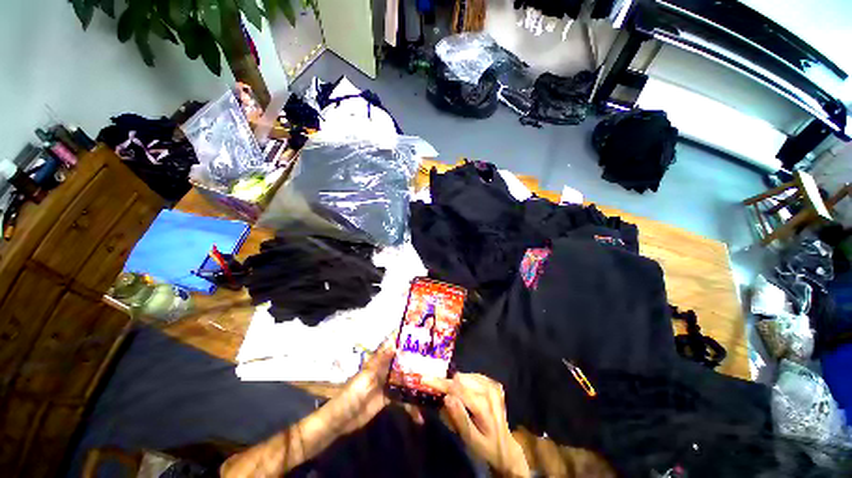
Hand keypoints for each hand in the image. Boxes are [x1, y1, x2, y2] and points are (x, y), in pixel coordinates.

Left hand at [323, 337, 423, 435]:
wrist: (342, 419)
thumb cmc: (352, 394)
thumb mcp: (366, 377)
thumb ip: (381, 361)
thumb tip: (395, 344)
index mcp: (379, 361)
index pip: (393, 345)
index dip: (404, 339)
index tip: (419, 332)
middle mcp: (385, 369)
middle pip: (403, 361)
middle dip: (416, 360)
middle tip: (435, 359)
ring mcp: (388, 383)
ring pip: (405, 378)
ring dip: (416, 383)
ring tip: (433, 386)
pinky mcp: (389, 398)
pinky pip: (403, 398)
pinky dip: (411, 405)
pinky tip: (420, 415)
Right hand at [429, 373, 529, 476]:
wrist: (505, 447)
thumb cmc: (485, 446)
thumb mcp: (470, 439)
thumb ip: (459, 418)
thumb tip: (447, 397)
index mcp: (484, 406)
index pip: (458, 388)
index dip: (441, 384)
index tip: (425, 379)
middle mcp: (490, 390)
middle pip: (461, 378)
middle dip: (448, 385)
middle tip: (441, 397)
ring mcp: (493, 385)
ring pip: (466, 375)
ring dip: (457, 384)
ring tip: (457, 400)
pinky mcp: (493, 383)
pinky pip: (472, 376)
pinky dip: (465, 383)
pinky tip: (466, 395)